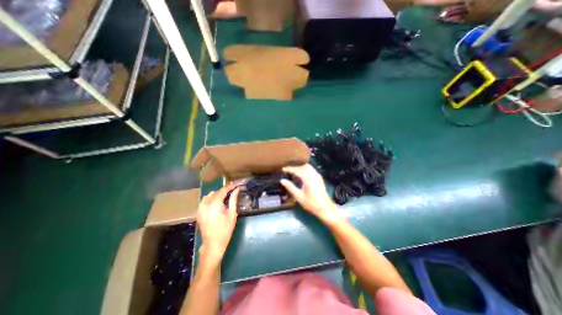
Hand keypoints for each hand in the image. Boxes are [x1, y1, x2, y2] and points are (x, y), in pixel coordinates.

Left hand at [196, 183, 238, 264]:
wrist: (212, 244)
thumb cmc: (225, 230)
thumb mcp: (232, 214)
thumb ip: (233, 200)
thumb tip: (236, 189)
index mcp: (215, 204)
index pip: (224, 190)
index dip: (232, 185)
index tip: (238, 182)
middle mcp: (206, 203)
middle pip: (217, 191)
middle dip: (226, 189)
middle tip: (235, 189)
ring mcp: (200, 207)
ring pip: (210, 194)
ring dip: (219, 193)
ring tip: (227, 196)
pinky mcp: (199, 211)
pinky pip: (206, 200)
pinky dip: (212, 198)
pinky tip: (218, 201)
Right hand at [281, 163, 341, 224]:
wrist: (325, 208)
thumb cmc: (311, 203)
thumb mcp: (298, 196)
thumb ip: (290, 187)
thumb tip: (282, 180)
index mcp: (308, 178)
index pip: (297, 170)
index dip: (289, 169)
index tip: (283, 169)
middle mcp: (313, 175)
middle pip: (303, 166)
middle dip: (295, 167)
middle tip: (288, 171)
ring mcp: (317, 176)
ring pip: (308, 167)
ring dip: (301, 168)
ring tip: (294, 173)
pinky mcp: (319, 178)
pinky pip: (311, 170)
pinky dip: (305, 170)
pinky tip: (301, 176)